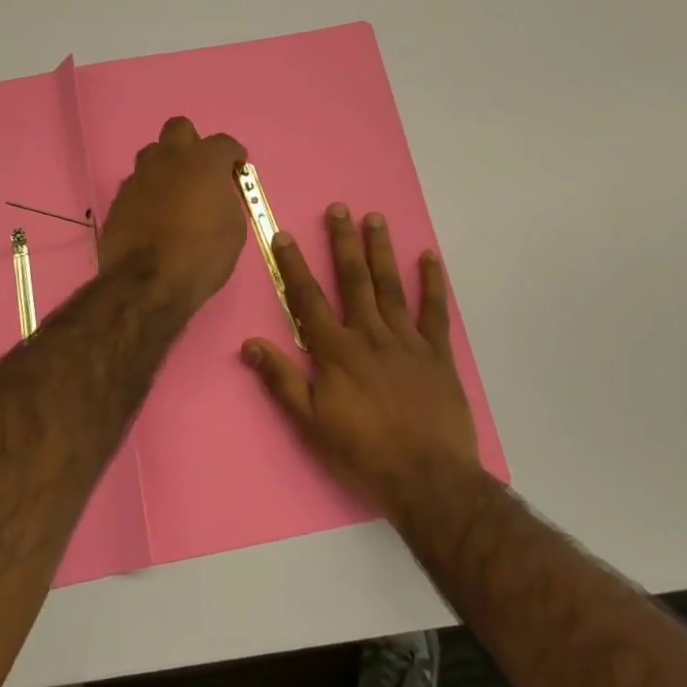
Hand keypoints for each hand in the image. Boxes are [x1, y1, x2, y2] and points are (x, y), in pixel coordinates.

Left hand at [98, 116, 248, 310]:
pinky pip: (138, 183)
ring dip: (166, 165)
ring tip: (175, 192)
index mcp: (204, 162)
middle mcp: (169, 159)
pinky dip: (149, 192)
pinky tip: (155, 215)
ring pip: (153, 154)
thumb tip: (217, 195)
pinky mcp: (119, 198)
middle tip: (201, 170)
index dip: (233, 155)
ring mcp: (140, 177)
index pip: (224, 142)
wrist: (147, 283)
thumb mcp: (233, 229)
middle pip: (179, 129)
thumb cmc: (202, 256)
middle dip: (193, 143)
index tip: (236, 169)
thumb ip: (226, 200)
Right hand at [241, 204, 482, 523]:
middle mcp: (370, 335)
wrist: (427, 478)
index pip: (308, 300)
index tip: (285, 235)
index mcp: (336, 352)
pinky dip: (432, 283)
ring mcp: (407, 341)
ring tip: (375, 218)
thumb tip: (250, 344)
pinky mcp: (437, 353)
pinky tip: (429, 258)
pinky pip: (435, 310)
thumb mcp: (311, 423)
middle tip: (339, 208)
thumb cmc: (363, 453)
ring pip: (391, 286)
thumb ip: (281, 381)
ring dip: (381, 250)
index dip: (294, 266)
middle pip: (353, 280)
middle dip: (343, 243)